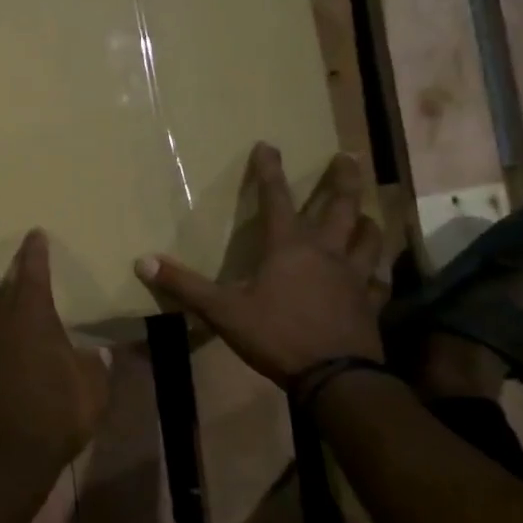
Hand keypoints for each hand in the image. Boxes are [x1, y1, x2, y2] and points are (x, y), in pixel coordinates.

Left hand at [0, 230, 110, 482]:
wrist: (0, 456)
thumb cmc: (53, 414)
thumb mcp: (91, 391)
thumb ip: (95, 366)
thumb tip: (97, 353)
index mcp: (30, 314)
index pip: (33, 270)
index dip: (35, 251)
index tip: (35, 233)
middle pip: (1, 285)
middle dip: (11, 271)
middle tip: (19, 262)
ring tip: (3, 295)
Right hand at [135, 144, 384, 384]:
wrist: (336, 378)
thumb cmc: (276, 336)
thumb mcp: (222, 310)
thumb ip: (184, 285)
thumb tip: (142, 262)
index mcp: (289, 248)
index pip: (276, 199)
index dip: (270, 171)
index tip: (268, 145)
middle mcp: (326, 253)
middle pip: (340, 206)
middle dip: (342, 179)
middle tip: (349, 157)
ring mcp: (354, 277)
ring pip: (368, 238)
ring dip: (367, 219)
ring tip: (367, 210)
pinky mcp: (371, 303)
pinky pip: (379, 279)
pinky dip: (378, 270)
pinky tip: (377, 271)